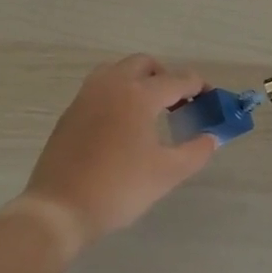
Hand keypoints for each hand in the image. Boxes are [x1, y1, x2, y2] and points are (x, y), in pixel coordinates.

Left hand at [20, 55, 218, 250]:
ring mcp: (86, 96)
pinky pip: (100, 87)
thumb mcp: (167, 173)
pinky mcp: (71, 111)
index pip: (177, 79)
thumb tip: (211, 138)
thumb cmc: (119, 188)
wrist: (60, 208)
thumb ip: (196, 151)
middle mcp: (111, 85)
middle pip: (144, 64)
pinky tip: (123, 123)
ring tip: (150, 109)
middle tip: (180, 104)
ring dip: (138, 80)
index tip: (211, 99)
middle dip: (166, 77)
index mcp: (138, 95)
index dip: (199, 86)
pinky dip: (117, 92)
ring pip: (117, 70)